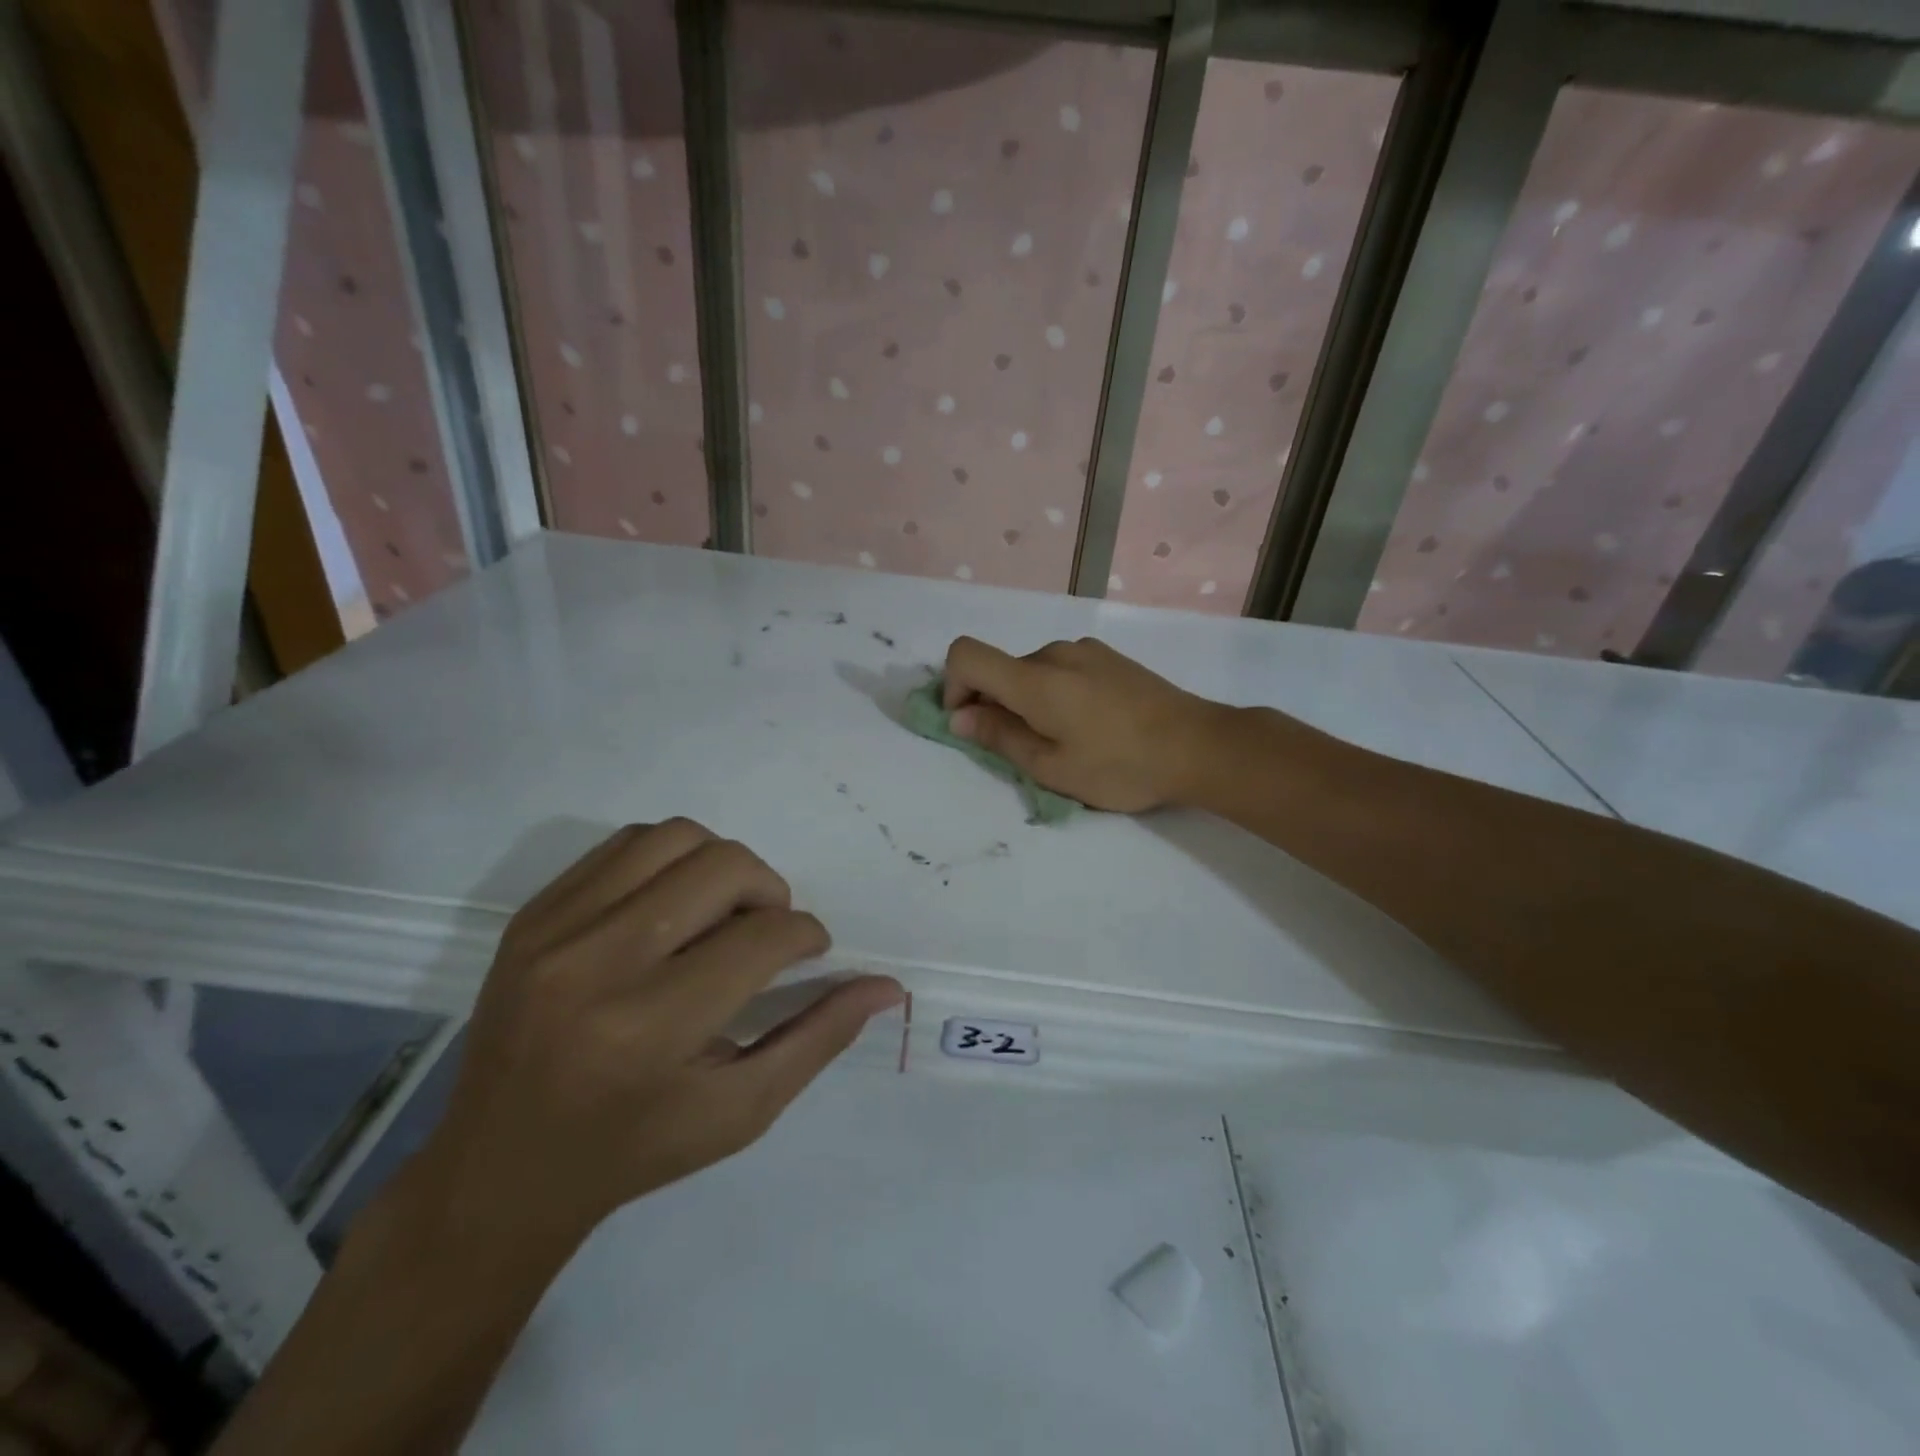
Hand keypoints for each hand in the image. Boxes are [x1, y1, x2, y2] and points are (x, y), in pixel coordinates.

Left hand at [400, 820, 902, 1254]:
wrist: (497, 1170)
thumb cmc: (635, 1150)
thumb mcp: (741, 1111)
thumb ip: (818, 1039)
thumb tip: (887, 986)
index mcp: (651, 1030)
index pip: (763, 939)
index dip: (806, 936)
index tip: (808, 953)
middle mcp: (597, 966)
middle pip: (723, 868)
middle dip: (770, 892)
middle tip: (767, 932)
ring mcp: (554, 932)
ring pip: (675, 837)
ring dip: (721, 865)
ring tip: (721, 912)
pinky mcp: (531, 915)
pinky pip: (624, 844)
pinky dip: (670, 860)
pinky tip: (673, 906)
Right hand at [941, 636, 1225, 811]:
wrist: (1200, 746)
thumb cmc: (1121, 766)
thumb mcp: (1052, 767)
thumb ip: (1000, 737)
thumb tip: (960, 716)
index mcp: (1035, 679)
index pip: (965, 655)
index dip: (952, 686)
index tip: (971, 722)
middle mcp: (1056, 653)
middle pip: (1000, 668)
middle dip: (994, 704)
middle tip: (1022, 749)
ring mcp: (1087, 651)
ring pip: (1033, 671)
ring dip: (1027, 701)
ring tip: (1063, 741)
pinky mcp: (1110, 657)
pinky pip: (1062, 669)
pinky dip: (1055, 693)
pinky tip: (1089, 725)